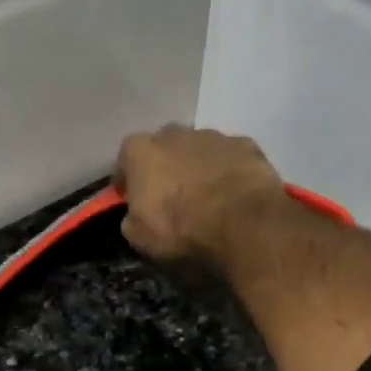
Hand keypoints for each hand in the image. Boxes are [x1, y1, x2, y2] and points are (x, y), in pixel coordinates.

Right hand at [113, 123, 288, 263]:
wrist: (240, 221)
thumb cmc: (180, 229)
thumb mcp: (140, 237)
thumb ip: (131, 219)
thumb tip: (135, 216)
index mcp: (141, 151)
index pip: (125, 160)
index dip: (127, 180)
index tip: (130, 198)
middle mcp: (174, 133)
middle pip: (163, 148)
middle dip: (164, 168)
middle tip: (170, 196)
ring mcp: (212, 135)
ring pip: (198, 150)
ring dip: (197, 168)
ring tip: (205, 197)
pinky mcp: (245, 145)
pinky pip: (229, 158)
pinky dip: (227, 172)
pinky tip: (232, 195)